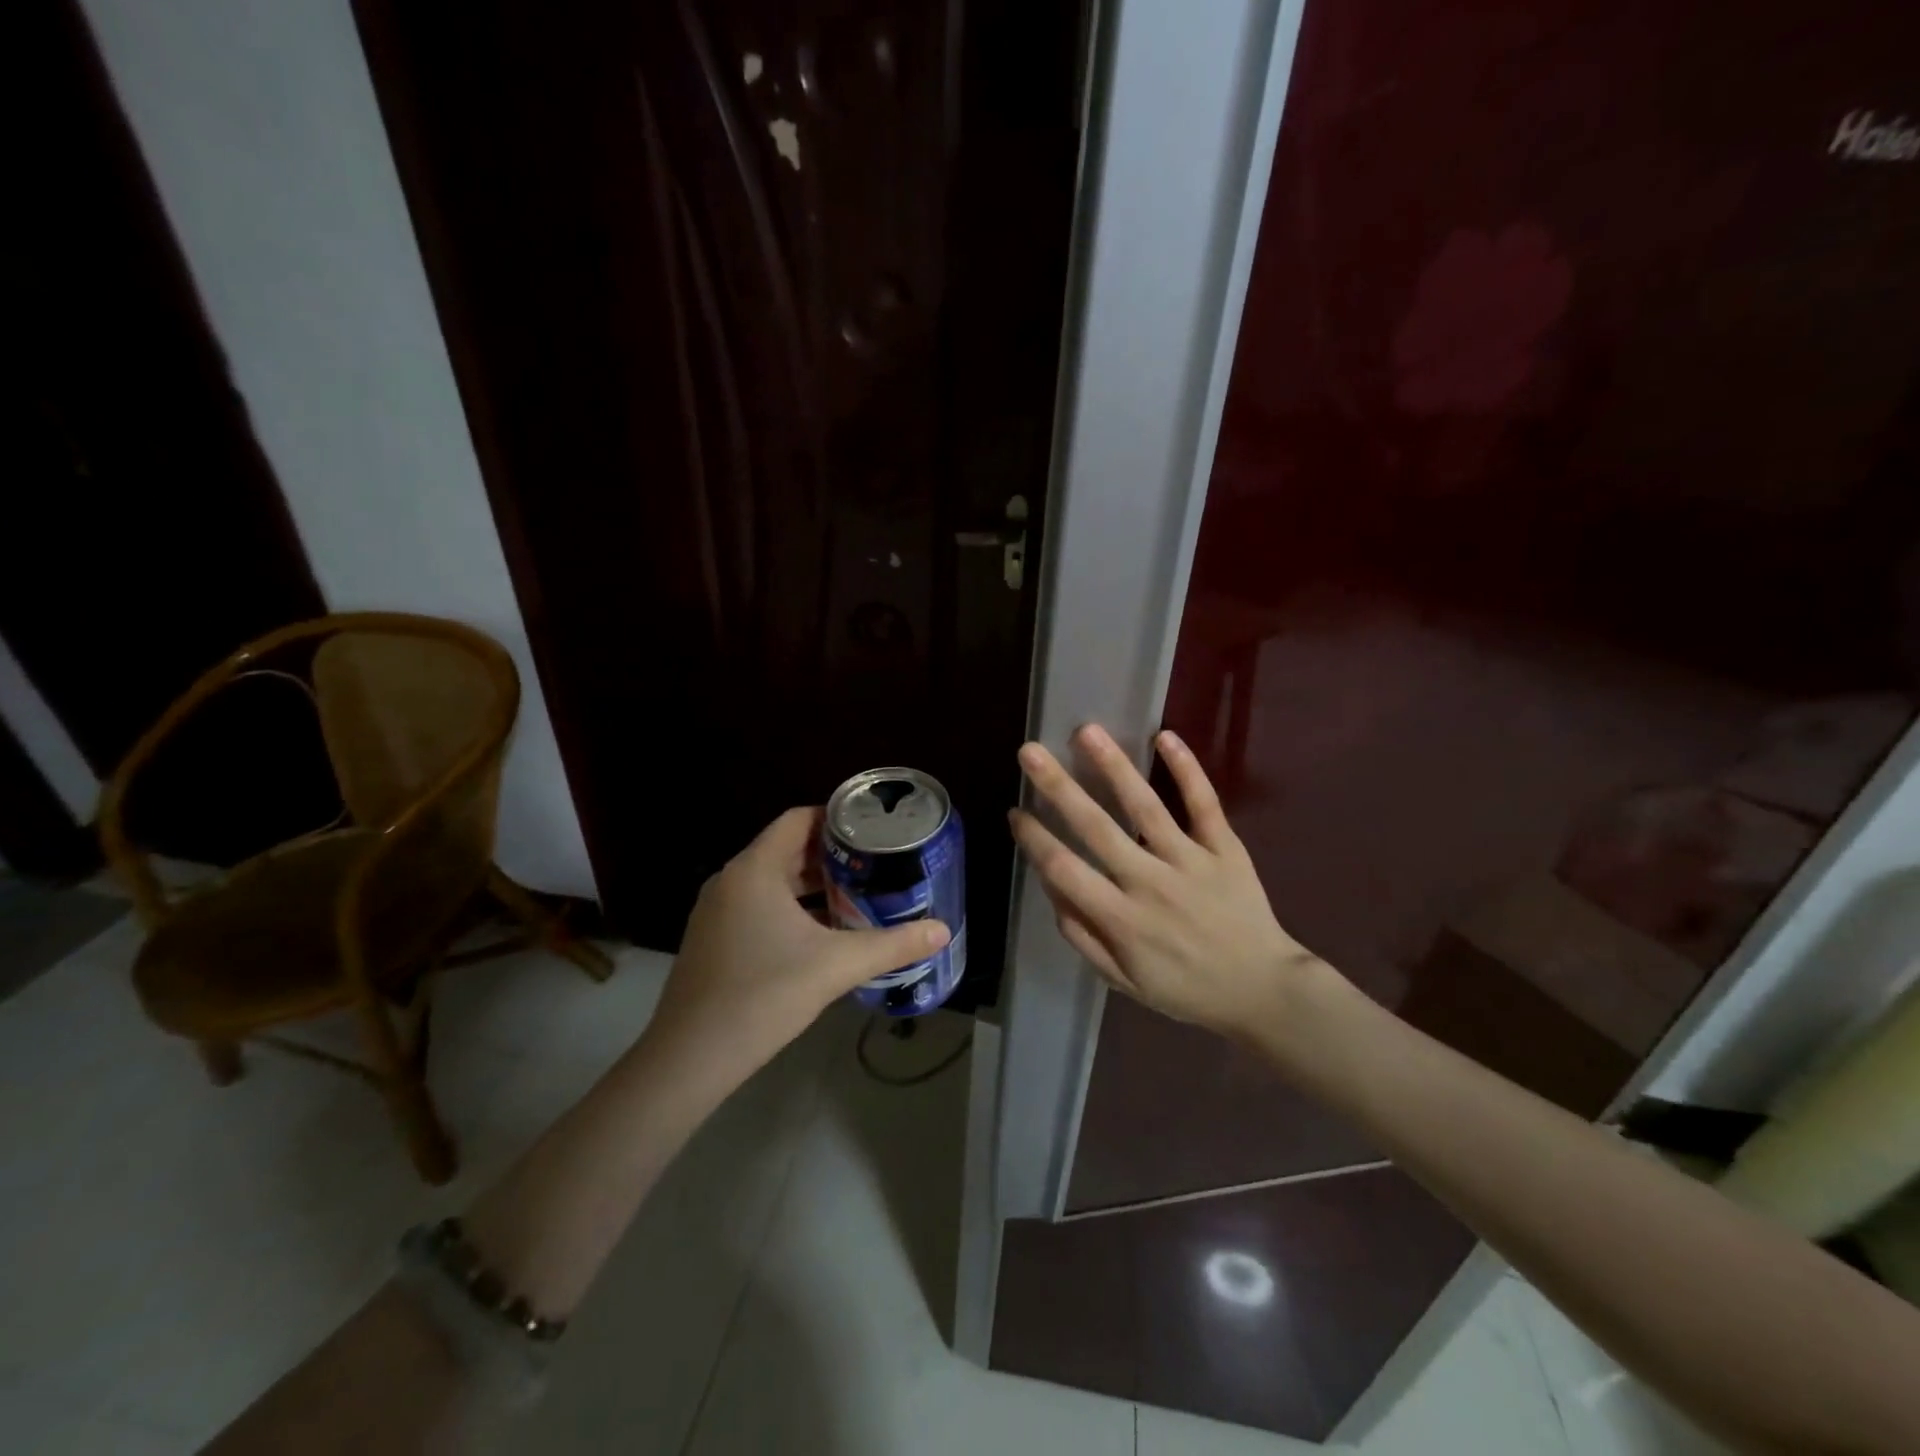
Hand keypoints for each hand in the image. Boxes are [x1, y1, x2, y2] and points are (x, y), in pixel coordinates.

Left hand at [646, 807, 951, 1083]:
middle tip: (876, 864)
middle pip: (786, 849)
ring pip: (772, 881)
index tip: (874, 830)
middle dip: (831, 855)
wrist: (690, 1059)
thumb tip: (942, 931)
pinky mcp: (713, 939)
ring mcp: (717, 911)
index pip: (798, 820)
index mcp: (754, 870)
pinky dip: (791, 908)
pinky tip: (822, 933)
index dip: (836, 818)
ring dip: (812, 885)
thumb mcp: (836, 966)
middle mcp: (731, 880)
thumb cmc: (764, 996)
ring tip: (857, 894)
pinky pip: (758, 906)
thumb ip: (892, 945)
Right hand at [1009, 724, 1323, 1039]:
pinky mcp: (1225, 848)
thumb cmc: (1187, 988)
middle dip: (1057, 786)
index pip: (1065, 869)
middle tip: (1030, 751)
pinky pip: (1204, 803)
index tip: (1015, 811)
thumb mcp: (1125, 981)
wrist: (1264, 991)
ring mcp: (1190, 860)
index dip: (1034, 839)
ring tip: (1087, 731)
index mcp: (1121, 918)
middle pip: (1096, 826)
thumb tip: (1051, 889)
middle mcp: (1150, 882)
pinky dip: (1186, 769)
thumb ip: (1083, 936)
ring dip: (1113, 765)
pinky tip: (1165, 736)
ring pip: (1145, 806)